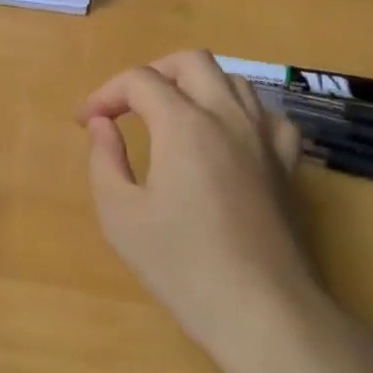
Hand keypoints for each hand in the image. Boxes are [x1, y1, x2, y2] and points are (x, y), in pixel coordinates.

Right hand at [78, 51, 325, 367]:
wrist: (262, 310)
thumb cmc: (183, 266)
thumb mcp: (122, 216)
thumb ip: (105, 160)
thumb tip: (101, 125)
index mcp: (184, 125)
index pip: (140, 81)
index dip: (105, 93)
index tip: (85, 121)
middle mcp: (228, 117)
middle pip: (190, 62)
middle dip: (152, 74)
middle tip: (127, 106)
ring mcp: (264, 138)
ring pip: (232, 80)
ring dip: (195, 85)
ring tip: (171, 116)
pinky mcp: (287, 165)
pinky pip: (267, 115)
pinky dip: (240, 111)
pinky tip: (228, 135)